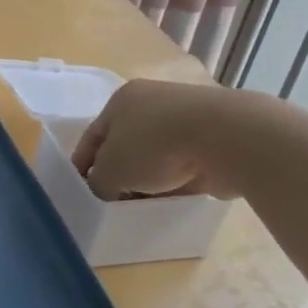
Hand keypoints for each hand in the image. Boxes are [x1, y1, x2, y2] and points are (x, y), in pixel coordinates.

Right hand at [70, 78, 242, 200]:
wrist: (227, 138)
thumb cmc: (155, 146)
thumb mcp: (110, 170)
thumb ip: (98, 182)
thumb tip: (105, 189)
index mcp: (121, 100)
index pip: (92, 136)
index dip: (82, 166)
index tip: (81, 193)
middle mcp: (151, 102)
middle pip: (124, 145)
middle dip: (118, 175)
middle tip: (113, 203)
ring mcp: (185, 118)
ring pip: (155, 156)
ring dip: (148, 180)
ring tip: (143, 206)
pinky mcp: (212, 137)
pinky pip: (183, 164)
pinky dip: (176, 181)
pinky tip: (172, 199)